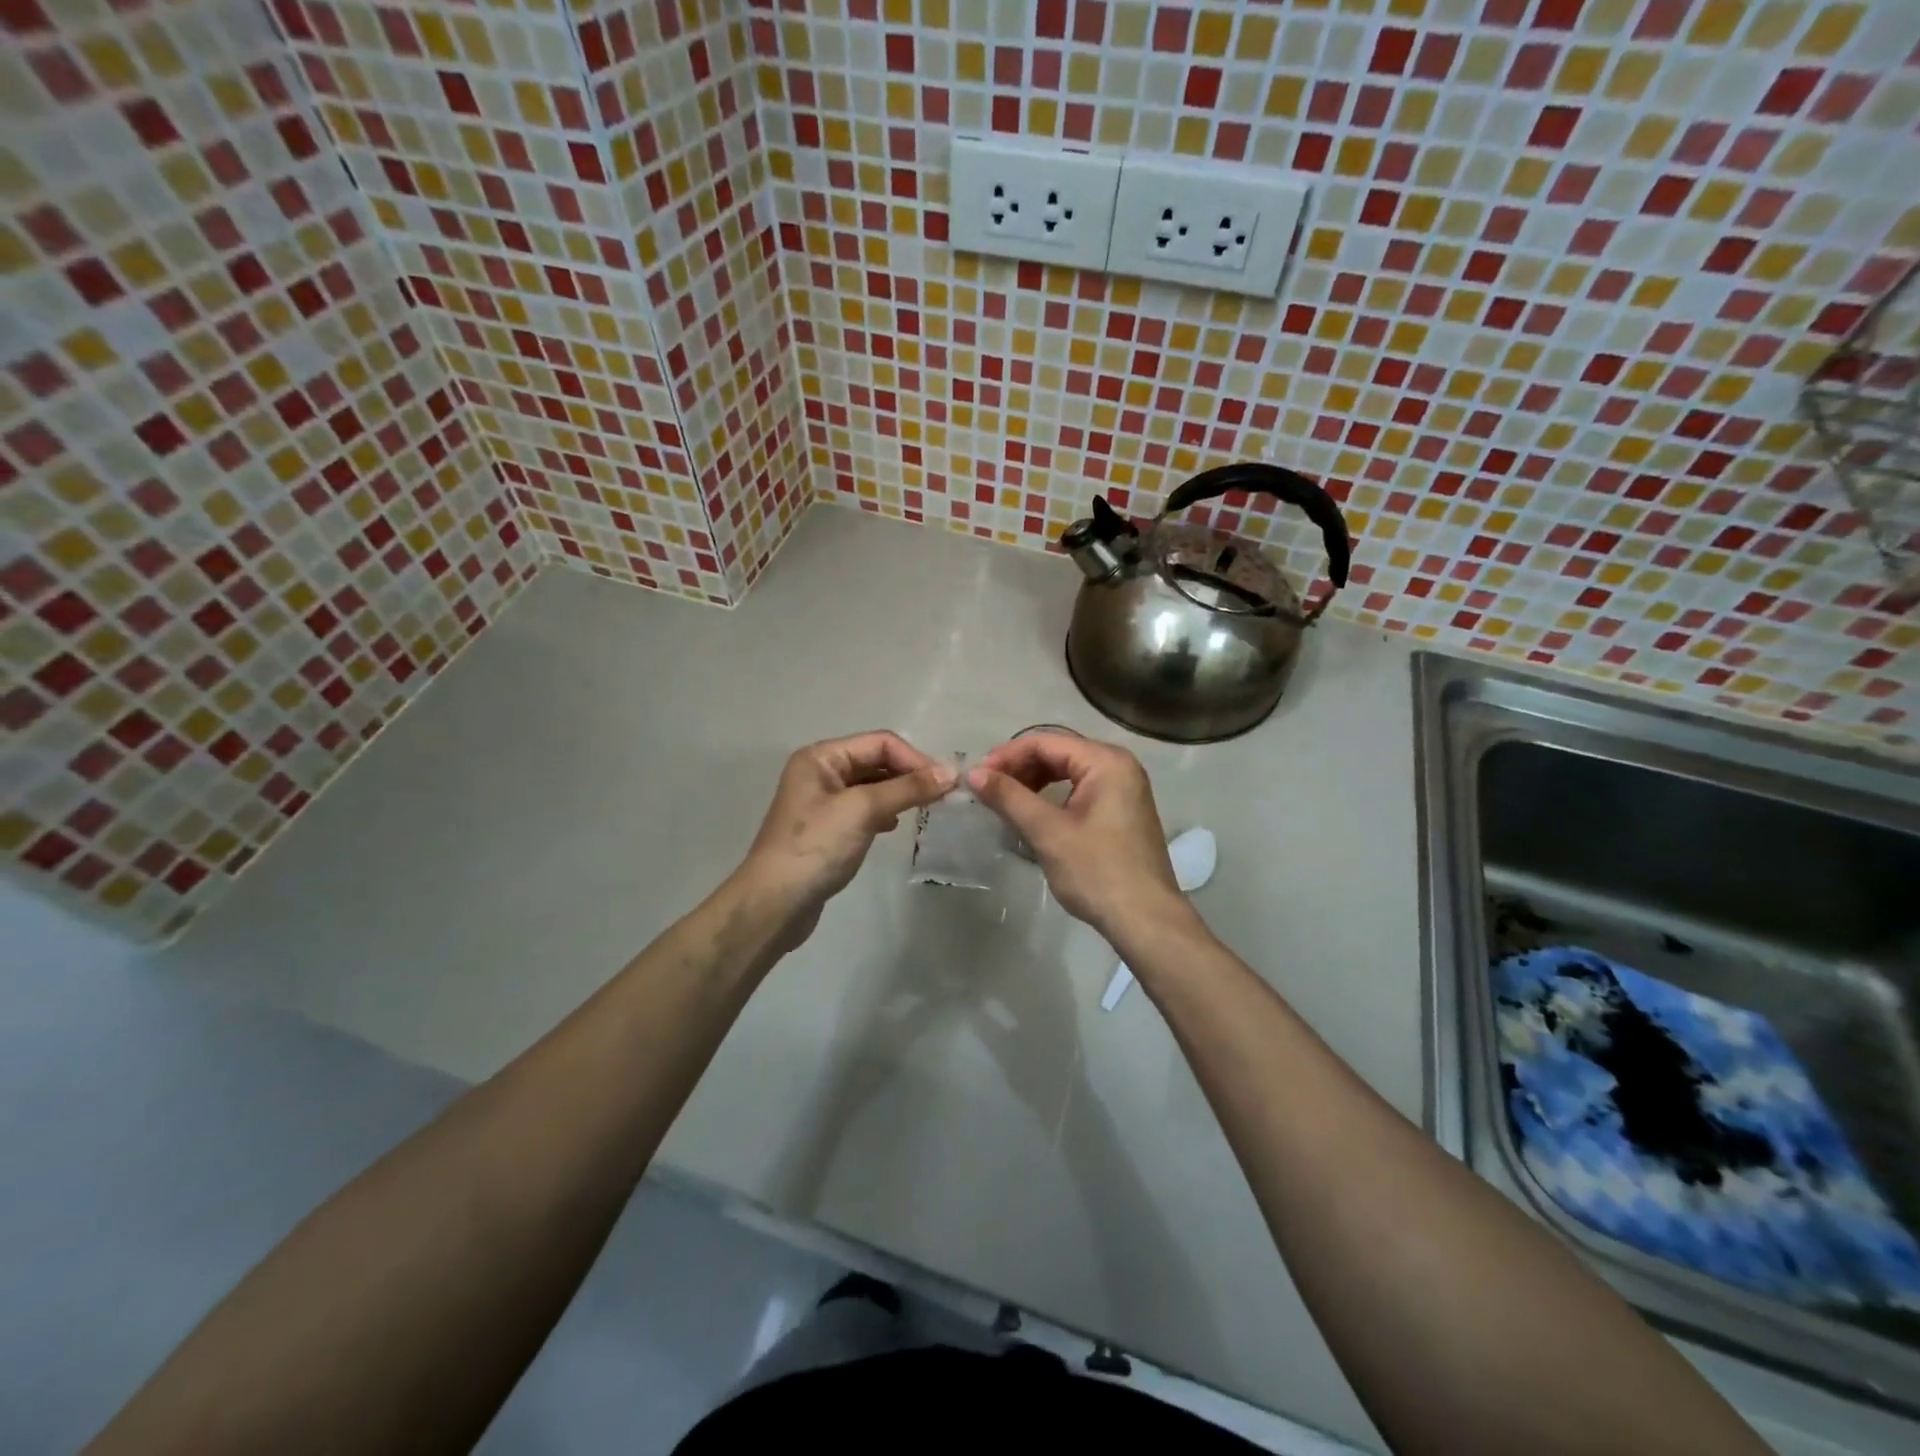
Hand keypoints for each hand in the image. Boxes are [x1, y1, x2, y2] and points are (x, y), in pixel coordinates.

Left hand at [736, 732, 954, 944]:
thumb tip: (951, 773)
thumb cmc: (816, 847)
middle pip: (876, 761)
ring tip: (924, 810)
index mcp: (821, 757)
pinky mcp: (828, 828)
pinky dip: (885, 812)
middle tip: (941, 797)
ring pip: (873, 786)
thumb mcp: (863, 810)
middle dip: (909, 775)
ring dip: (899, 793)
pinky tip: (894, 827)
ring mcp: (823, 801)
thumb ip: (907, 788)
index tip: (945, 784)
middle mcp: (821, 772)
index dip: (914, 759)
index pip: (880, 743)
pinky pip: (865, 809)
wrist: (775, 904)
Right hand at [968, 733, 1185, 939]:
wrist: (1145, 919)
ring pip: (1069, 771)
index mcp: (1106, 761)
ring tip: (1005, 801)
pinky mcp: (1122, 810)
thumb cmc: (1096, 872)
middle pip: (1059, 752)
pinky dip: (1053, 796)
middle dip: (1020, 767)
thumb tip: (973, 773)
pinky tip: (1033, 813)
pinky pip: (1081, 790)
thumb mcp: (1047, 832)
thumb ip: (1009, 797)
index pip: (1046, 742)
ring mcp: (1125, 788)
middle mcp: (1119, 765)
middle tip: (988, 788)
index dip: (1007, 755)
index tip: (978, 776)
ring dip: (1034, 782)